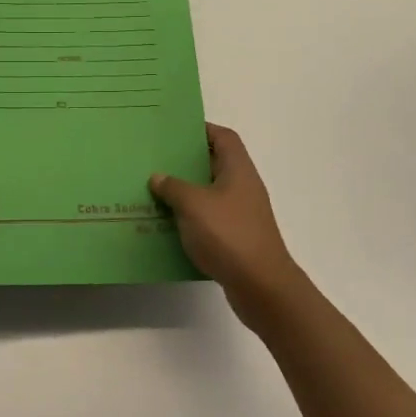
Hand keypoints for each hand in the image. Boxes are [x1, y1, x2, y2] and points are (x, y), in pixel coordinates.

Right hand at [150, 124, 307, 327]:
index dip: (202, 130)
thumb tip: (158, 177)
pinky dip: (190, 219)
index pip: (224, 137)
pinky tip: (167, 225)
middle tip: (156, 161)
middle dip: (186, 163)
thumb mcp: (193, 204)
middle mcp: (243, 187)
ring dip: (185, 193)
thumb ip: (173, 187)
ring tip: (154, 192)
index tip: (175, 132)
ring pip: (209, 194)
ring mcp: (241, 214)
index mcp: (238, 170)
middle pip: (214, 164)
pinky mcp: (236, 238)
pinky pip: (209, 220)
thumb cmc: (229, 235)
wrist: (261, 286)